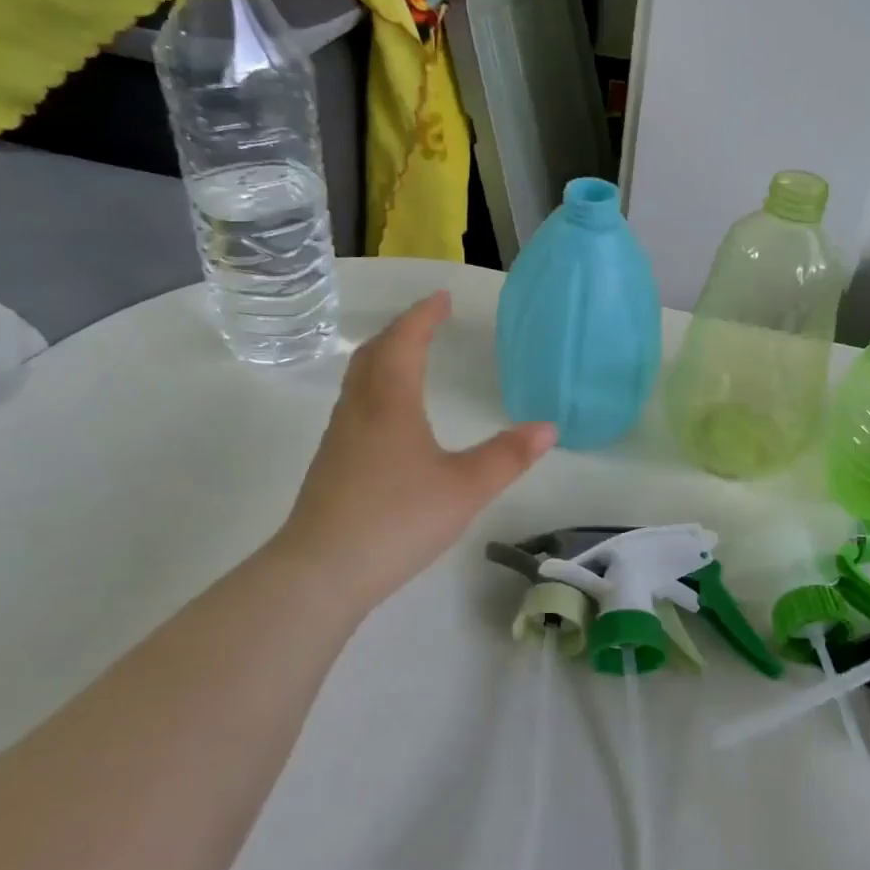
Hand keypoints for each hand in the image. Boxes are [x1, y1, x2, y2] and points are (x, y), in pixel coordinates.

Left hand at [272, 292, 555, 610]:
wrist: (321, 571)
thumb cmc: (397, 519)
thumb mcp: (465, 488)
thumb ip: (508, 456)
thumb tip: (549, 427)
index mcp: (390, 402)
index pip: (405, 341)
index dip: (423, 315)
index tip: (441, 297)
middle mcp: (360, 410)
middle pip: (374, 353)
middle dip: (401, 330)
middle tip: (427, 321)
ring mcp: (340, 438)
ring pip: (360, 379)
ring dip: (384, 357)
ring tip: (410, 357)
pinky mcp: (332, 464)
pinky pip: (356, 405)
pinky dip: (376, 387)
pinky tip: (391, 416)